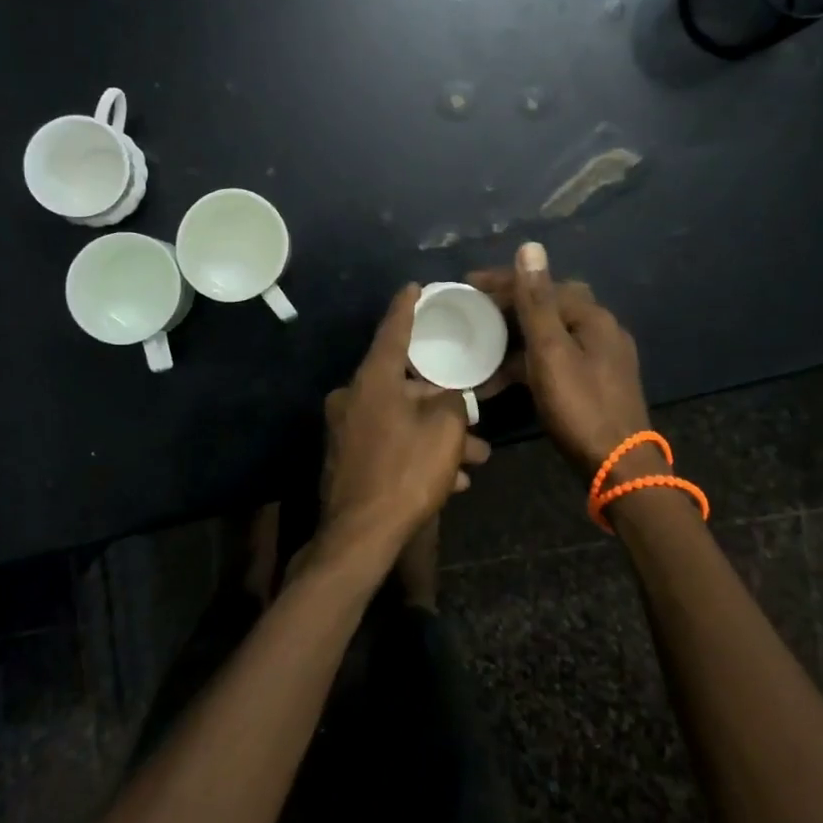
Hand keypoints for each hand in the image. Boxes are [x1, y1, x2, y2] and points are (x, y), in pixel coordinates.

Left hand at [318, 285, 489, 562]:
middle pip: (404, 385)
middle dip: (442, 400)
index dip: (406, 307)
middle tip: (471, 409)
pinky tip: (453, 480)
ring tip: (475, 457)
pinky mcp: (348, 459)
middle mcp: (353, 397)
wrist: (360, 537)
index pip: (393, 330)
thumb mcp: (444, 429)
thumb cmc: (406, 471)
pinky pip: (391, 445)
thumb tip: (446, 397)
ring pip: (402, 420)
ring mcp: (346, 430)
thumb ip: (450, 401)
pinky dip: (418, 454)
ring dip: (437, 435)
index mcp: (373, 379)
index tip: (414, 286)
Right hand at [470, 242, 651, 479]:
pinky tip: (505, 379)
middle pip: (549, 306)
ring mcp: (601, 358)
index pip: (543, 284)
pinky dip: (530, 362)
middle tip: (475, 313)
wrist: (620, 468)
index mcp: (592, 317)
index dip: (504, 281)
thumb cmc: (580, 407)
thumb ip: (537, 301)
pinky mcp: (596, 382)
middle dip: (510, 307)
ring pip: (551, 335)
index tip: (467, 283)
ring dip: (516, 338)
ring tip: (481, 348)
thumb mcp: (551, 352)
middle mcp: (601, 330)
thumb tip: (531, 247)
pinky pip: (556, 359)